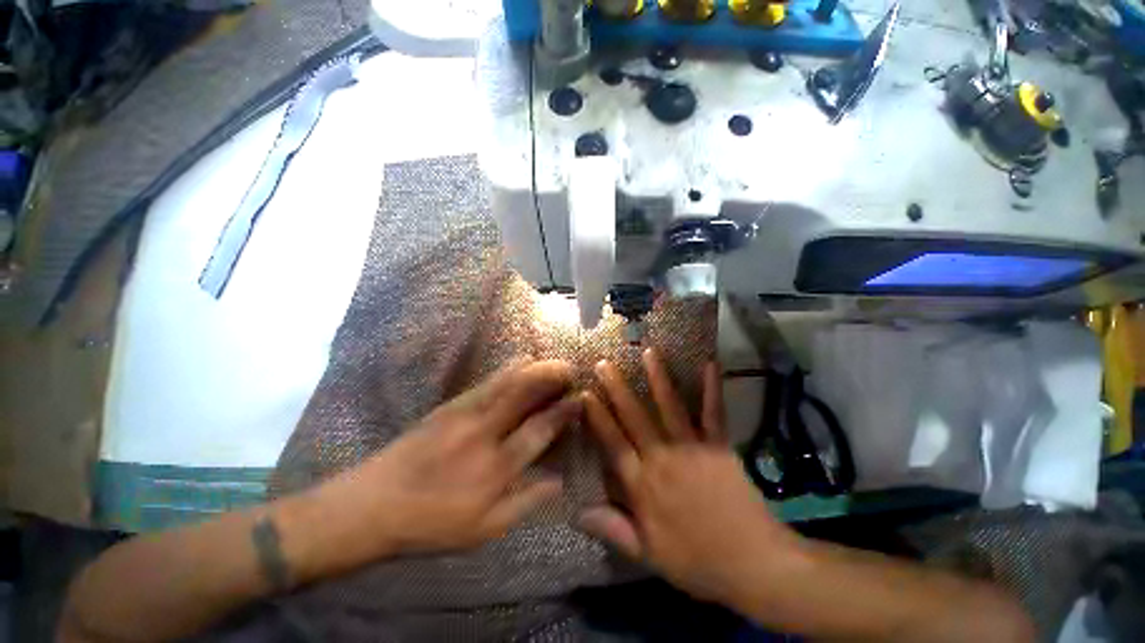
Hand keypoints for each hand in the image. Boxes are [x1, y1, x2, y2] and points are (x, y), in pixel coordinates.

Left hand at [298, 358, 578, 573]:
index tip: (580, 399)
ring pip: (506, 380)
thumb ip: (526, 503)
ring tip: (551, 362)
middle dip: (551, 375)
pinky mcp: (450, 404)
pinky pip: (487, 380)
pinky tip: (521, 363)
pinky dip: (509, 369)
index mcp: (496, 468)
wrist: (372, 504)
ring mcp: (464, 413)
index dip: (563, 411)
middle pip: (523, 392)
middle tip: (570, 368)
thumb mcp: (484, 530)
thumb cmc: (431, 523)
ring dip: (533, 367)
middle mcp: (484, 433)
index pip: (540, 430)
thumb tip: (560, 480)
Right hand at [578, 349, 796, 602]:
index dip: (597, 418)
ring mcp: (692, 449)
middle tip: (604, 363)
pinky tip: (709, 363)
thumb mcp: (648, 555)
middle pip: (635, 418)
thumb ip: (613, 529)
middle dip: (617, 388)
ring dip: (658, 378)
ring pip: (670, 407)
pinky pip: (713, 413)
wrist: (754, 565)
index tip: (584, 393)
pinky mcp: (718, 447)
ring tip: (648, 352)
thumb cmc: (697, 562)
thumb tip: (576, 512)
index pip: (613, 444)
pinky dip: (711, 388)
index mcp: (643, 486)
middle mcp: (662, 459)